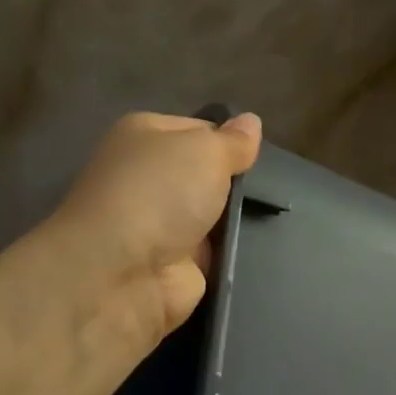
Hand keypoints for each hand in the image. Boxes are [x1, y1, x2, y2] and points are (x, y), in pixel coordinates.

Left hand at [50, 110, 262, 342]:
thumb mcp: (205, 150)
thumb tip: (251, 122)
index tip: (258, 157)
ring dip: (238, 223)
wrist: (122, 273)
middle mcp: (148, 179)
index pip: (199, 130)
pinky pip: (215, 254)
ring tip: (273, 221)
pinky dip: (233, 255)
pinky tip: (260, 252)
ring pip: (214, 218)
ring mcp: (160, 226)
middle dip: (237, 185)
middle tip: (271, 191)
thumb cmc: (158, 193)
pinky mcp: (174, 267)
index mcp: (144, 137)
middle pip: (207, 176)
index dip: (229, 142)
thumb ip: (233, 141)